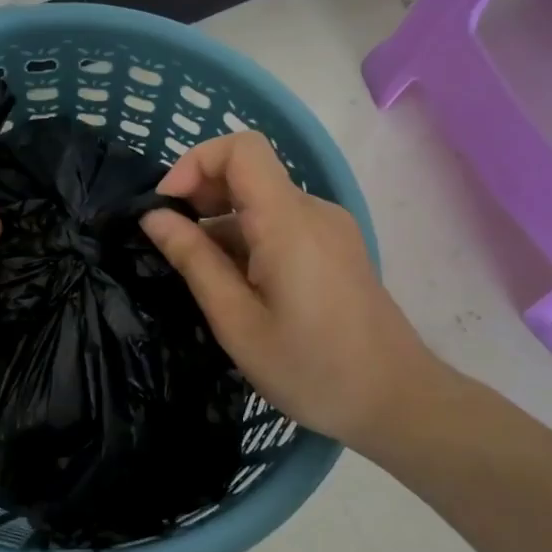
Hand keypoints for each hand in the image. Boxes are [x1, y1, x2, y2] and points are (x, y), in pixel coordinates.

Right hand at [140, 131, 446, 452]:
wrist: (397, 402)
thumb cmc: (311, 369)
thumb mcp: (237, 322)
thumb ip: (194, 261)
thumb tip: (154, 217)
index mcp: (289, 222)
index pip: (241, 149)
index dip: (196, 162)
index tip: (166, 206)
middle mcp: (313, 211)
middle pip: (250, 172)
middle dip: (201, 195)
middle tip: (171, 244)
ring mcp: (329, 229)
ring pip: (263, 202)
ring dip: (222, 223)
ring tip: (199, 275)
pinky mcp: (336, 248)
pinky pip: (282, 224)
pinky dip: (247, 239)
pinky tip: (235, 285)